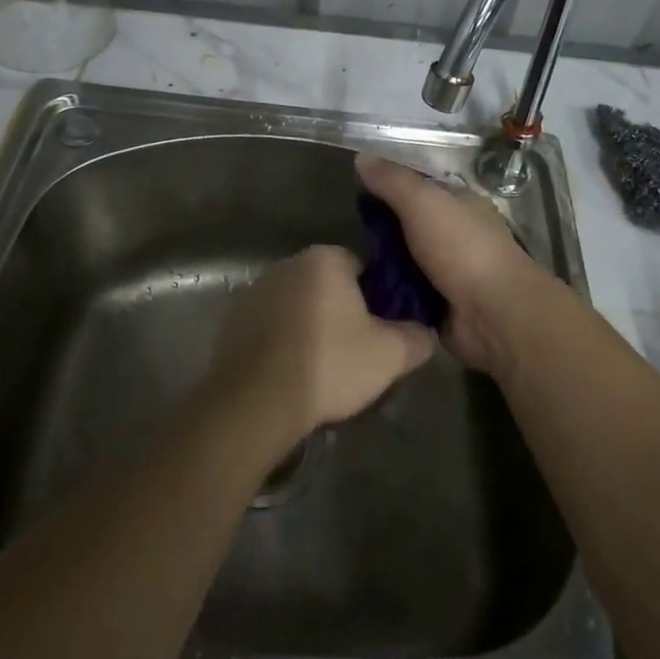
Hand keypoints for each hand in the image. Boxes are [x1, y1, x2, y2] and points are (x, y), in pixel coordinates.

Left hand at [208, 245, 434, 448]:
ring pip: (297, 303)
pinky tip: (290, 371)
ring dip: (309, 324)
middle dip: (341, 311)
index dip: (375, 298)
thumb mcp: (389, 355)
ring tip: (321, 367)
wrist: (257, 399)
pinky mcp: (234, 317)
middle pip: (327, 284)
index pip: (362, 267)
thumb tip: (424, 331)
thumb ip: (416, 336)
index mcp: (325, 259)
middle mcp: (288, 263)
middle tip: (354, 351)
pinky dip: (282, 339)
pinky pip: (270, 323)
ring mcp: (256, 289)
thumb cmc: (329, 365)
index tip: (380, 329)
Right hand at [356, 153, 558, 377]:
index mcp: (461, 205)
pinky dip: (388, 295)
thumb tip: (362, 157)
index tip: (354, 197)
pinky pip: (405, 295)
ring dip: (381, 267)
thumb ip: (393, 180)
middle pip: (408, 228)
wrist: (494, 315)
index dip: (388, 189)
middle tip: (345, 237)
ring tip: (345, 268)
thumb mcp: (423, 202)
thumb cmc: (462, 248)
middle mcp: (457, 236)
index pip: (418, 190)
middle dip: (380, 233)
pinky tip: (361, 293)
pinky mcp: (440, 306)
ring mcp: (449, 273)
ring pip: (404, 263)